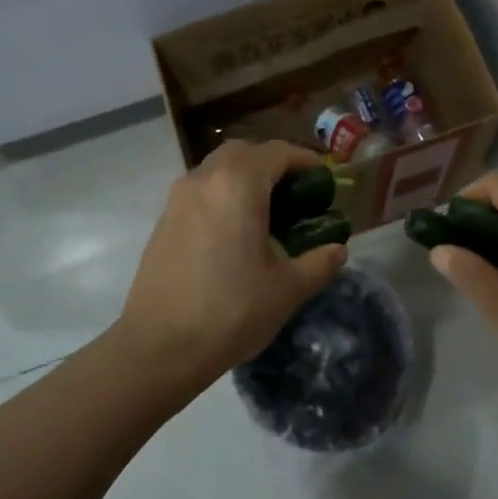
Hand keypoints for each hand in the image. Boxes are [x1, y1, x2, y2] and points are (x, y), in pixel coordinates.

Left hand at [118, 140, 348, 393]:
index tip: (323, 179)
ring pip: (216, 168)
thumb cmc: (231, 312)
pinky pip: (200, 191)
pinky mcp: (163, 220)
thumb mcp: (287, 289)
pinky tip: (234, 232)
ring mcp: (178, 198)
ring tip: (266, 211)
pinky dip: (222, 195)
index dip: (304, 160)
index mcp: (238, 185)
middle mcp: (204, 180)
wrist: (159, 346)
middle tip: (294, 192)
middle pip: (243, 152)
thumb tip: (338, 250)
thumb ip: (319, 263)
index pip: (276, 152)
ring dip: (243, 177)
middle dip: (271, 163)